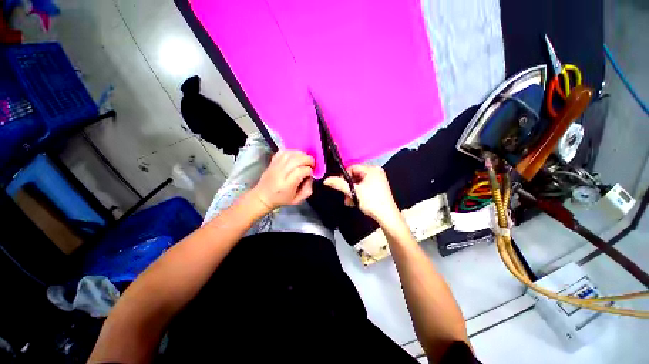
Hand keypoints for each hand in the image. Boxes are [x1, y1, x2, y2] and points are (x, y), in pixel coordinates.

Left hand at [251, 150, 313, 211]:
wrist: (263, 196)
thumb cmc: (282, 199)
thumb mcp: (298, 200)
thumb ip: (308, 189)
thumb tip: (311, 176)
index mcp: (287, 185)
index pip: (301, 171)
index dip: (309, 170)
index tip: (310, 173)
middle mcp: (281, 173)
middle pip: (297, 160)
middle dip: (308, 160)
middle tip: (311, 164)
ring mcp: (275, 166)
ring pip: (290, 153)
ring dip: (301, 154)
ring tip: (305, 159)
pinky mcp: (272, 161)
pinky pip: (283, 151)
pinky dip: (292, 151)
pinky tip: (296, 156)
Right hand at [324, 165, 400, 224]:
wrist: (387, 216)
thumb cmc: (372, 202)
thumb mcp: (354, 192)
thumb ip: (339, 184)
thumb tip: (326, 180)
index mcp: (372, 169)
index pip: (352, 168)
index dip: (344, 177)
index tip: (341, 187)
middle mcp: (376, 172)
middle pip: (355, 176)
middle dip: (348, 187)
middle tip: (346, 196)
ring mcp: (378, 179)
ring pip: (358, 182)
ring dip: (352, 192)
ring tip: (350, 201)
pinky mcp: (378, 187)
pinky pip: (364, 186)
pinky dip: (358, 193)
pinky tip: (355, 201)